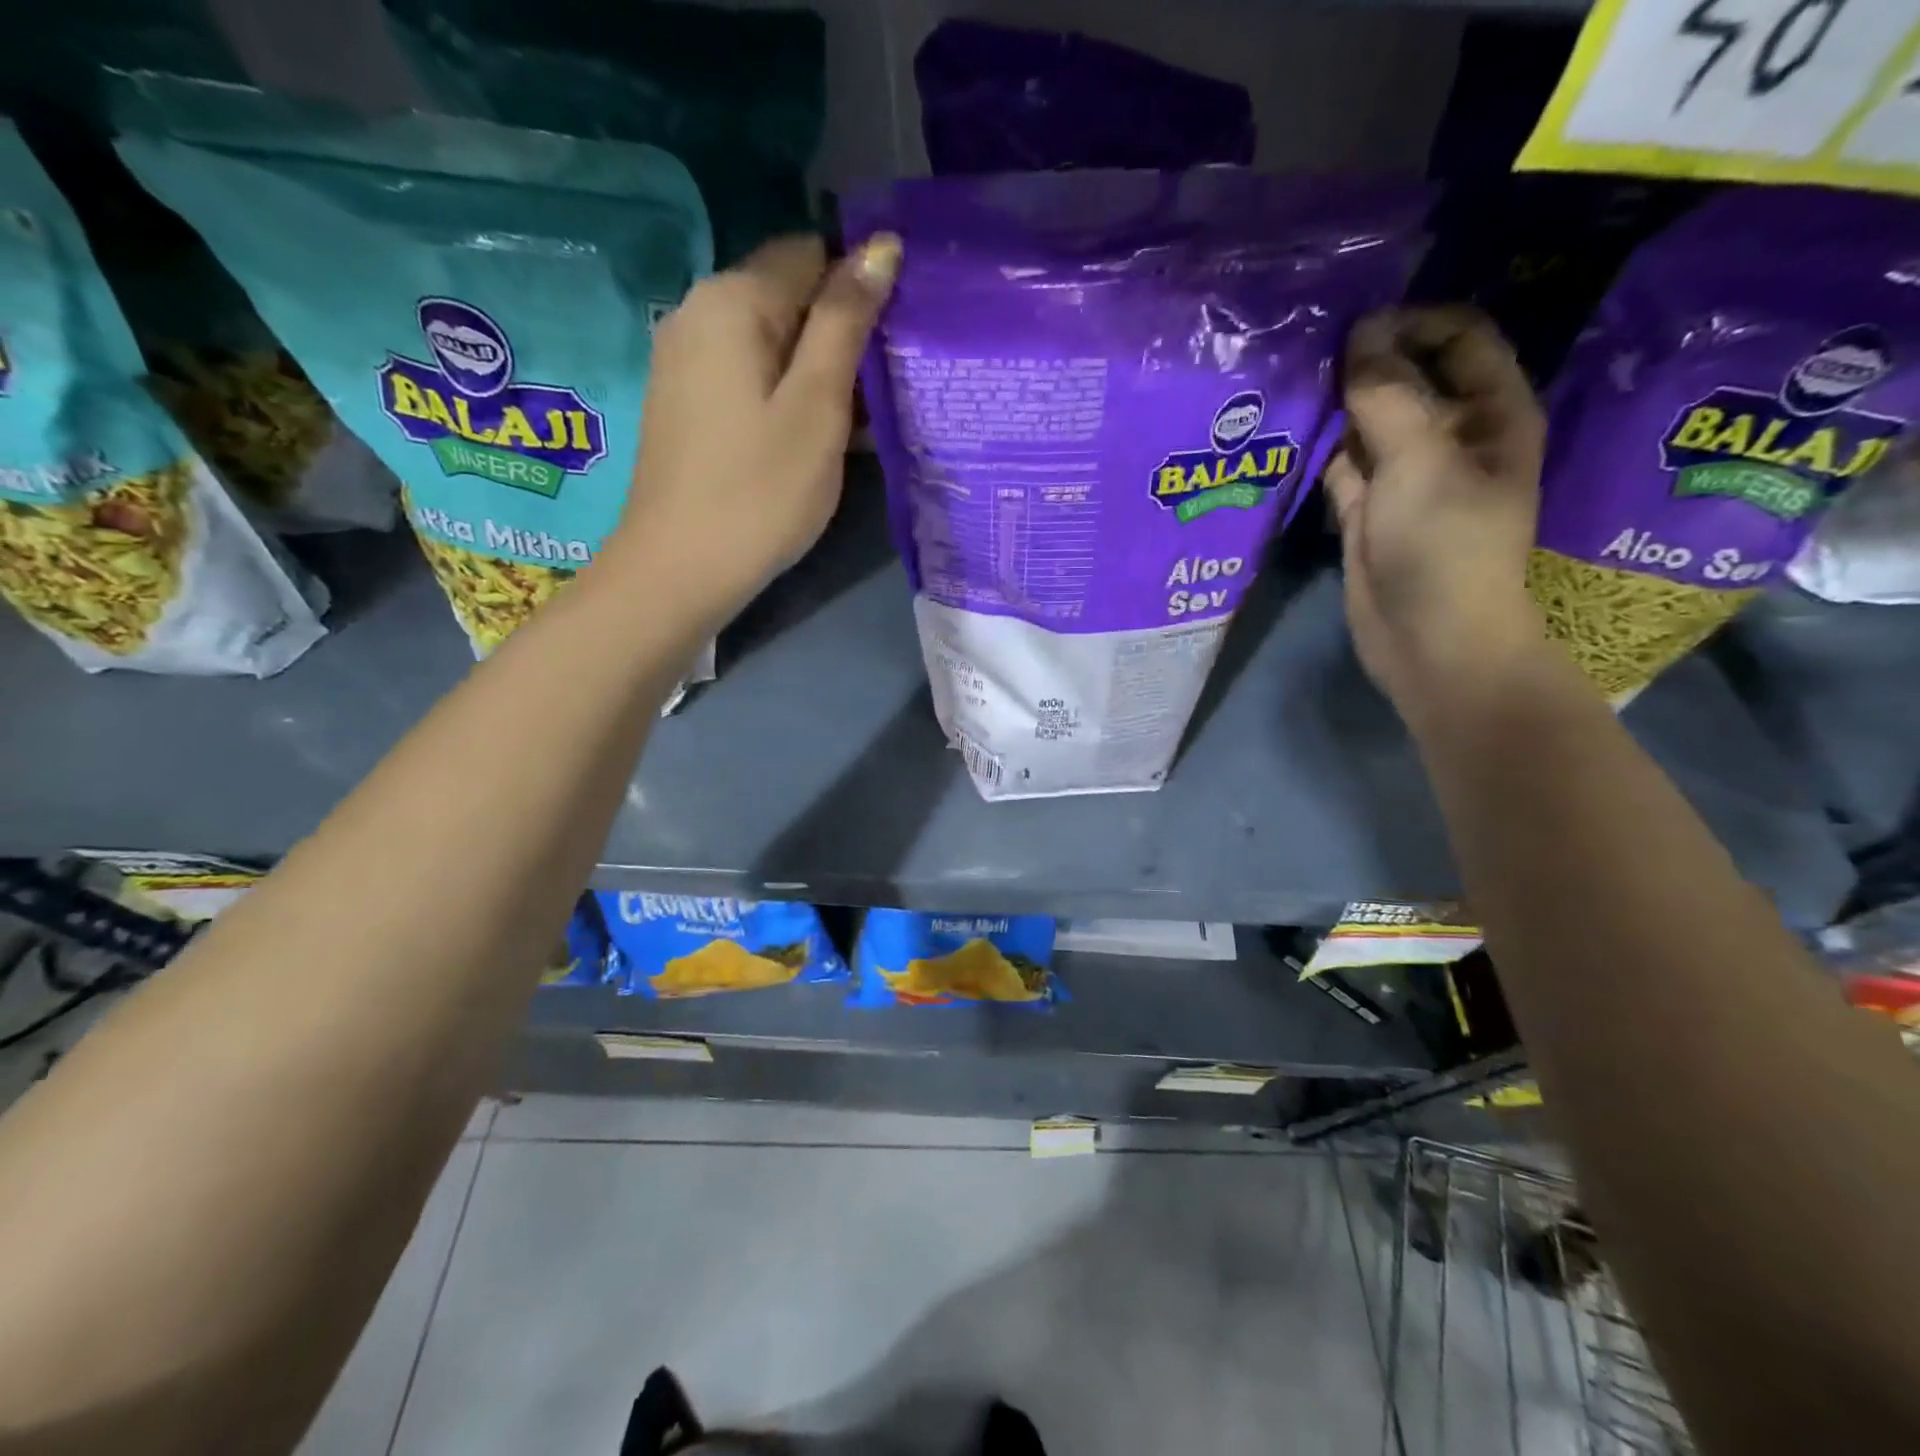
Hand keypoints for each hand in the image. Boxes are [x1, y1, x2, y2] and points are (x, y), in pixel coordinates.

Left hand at [613, 232, 901, 611]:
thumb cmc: (761, 490)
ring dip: (817, 370)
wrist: (680, 568)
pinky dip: (785, 394)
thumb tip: (879, 246)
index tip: (896, 341)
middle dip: (840, 333)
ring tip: (859, 422)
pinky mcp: (685, 402)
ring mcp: (685, 359)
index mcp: (733, 299)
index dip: (860, 287)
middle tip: (884, 391)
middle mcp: (699, 312)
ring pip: (770, 342)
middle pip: (788, 296)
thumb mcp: (817, 405)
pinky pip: (748, 376)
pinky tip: (813, 437)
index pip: (811, 253)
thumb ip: (846, 322)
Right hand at [1325, 306, 1548, 722]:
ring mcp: (1404, 475)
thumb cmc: (1444, 544)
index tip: (1356, 329)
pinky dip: (1318, 452)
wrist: (1428, 637)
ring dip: (1335, 407)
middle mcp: (1450, 435)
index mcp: (1491, 412)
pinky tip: (1287, 434)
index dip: (1413, 324)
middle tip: (1308, 351)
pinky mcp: (1366, 509)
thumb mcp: (1421, 459)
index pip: (1460, 339)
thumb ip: (1387, 395)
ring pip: (1367, 423)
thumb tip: (1359, 335)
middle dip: (1364, 364)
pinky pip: (1341, 466)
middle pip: (1407, 378)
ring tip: (1289, 383)